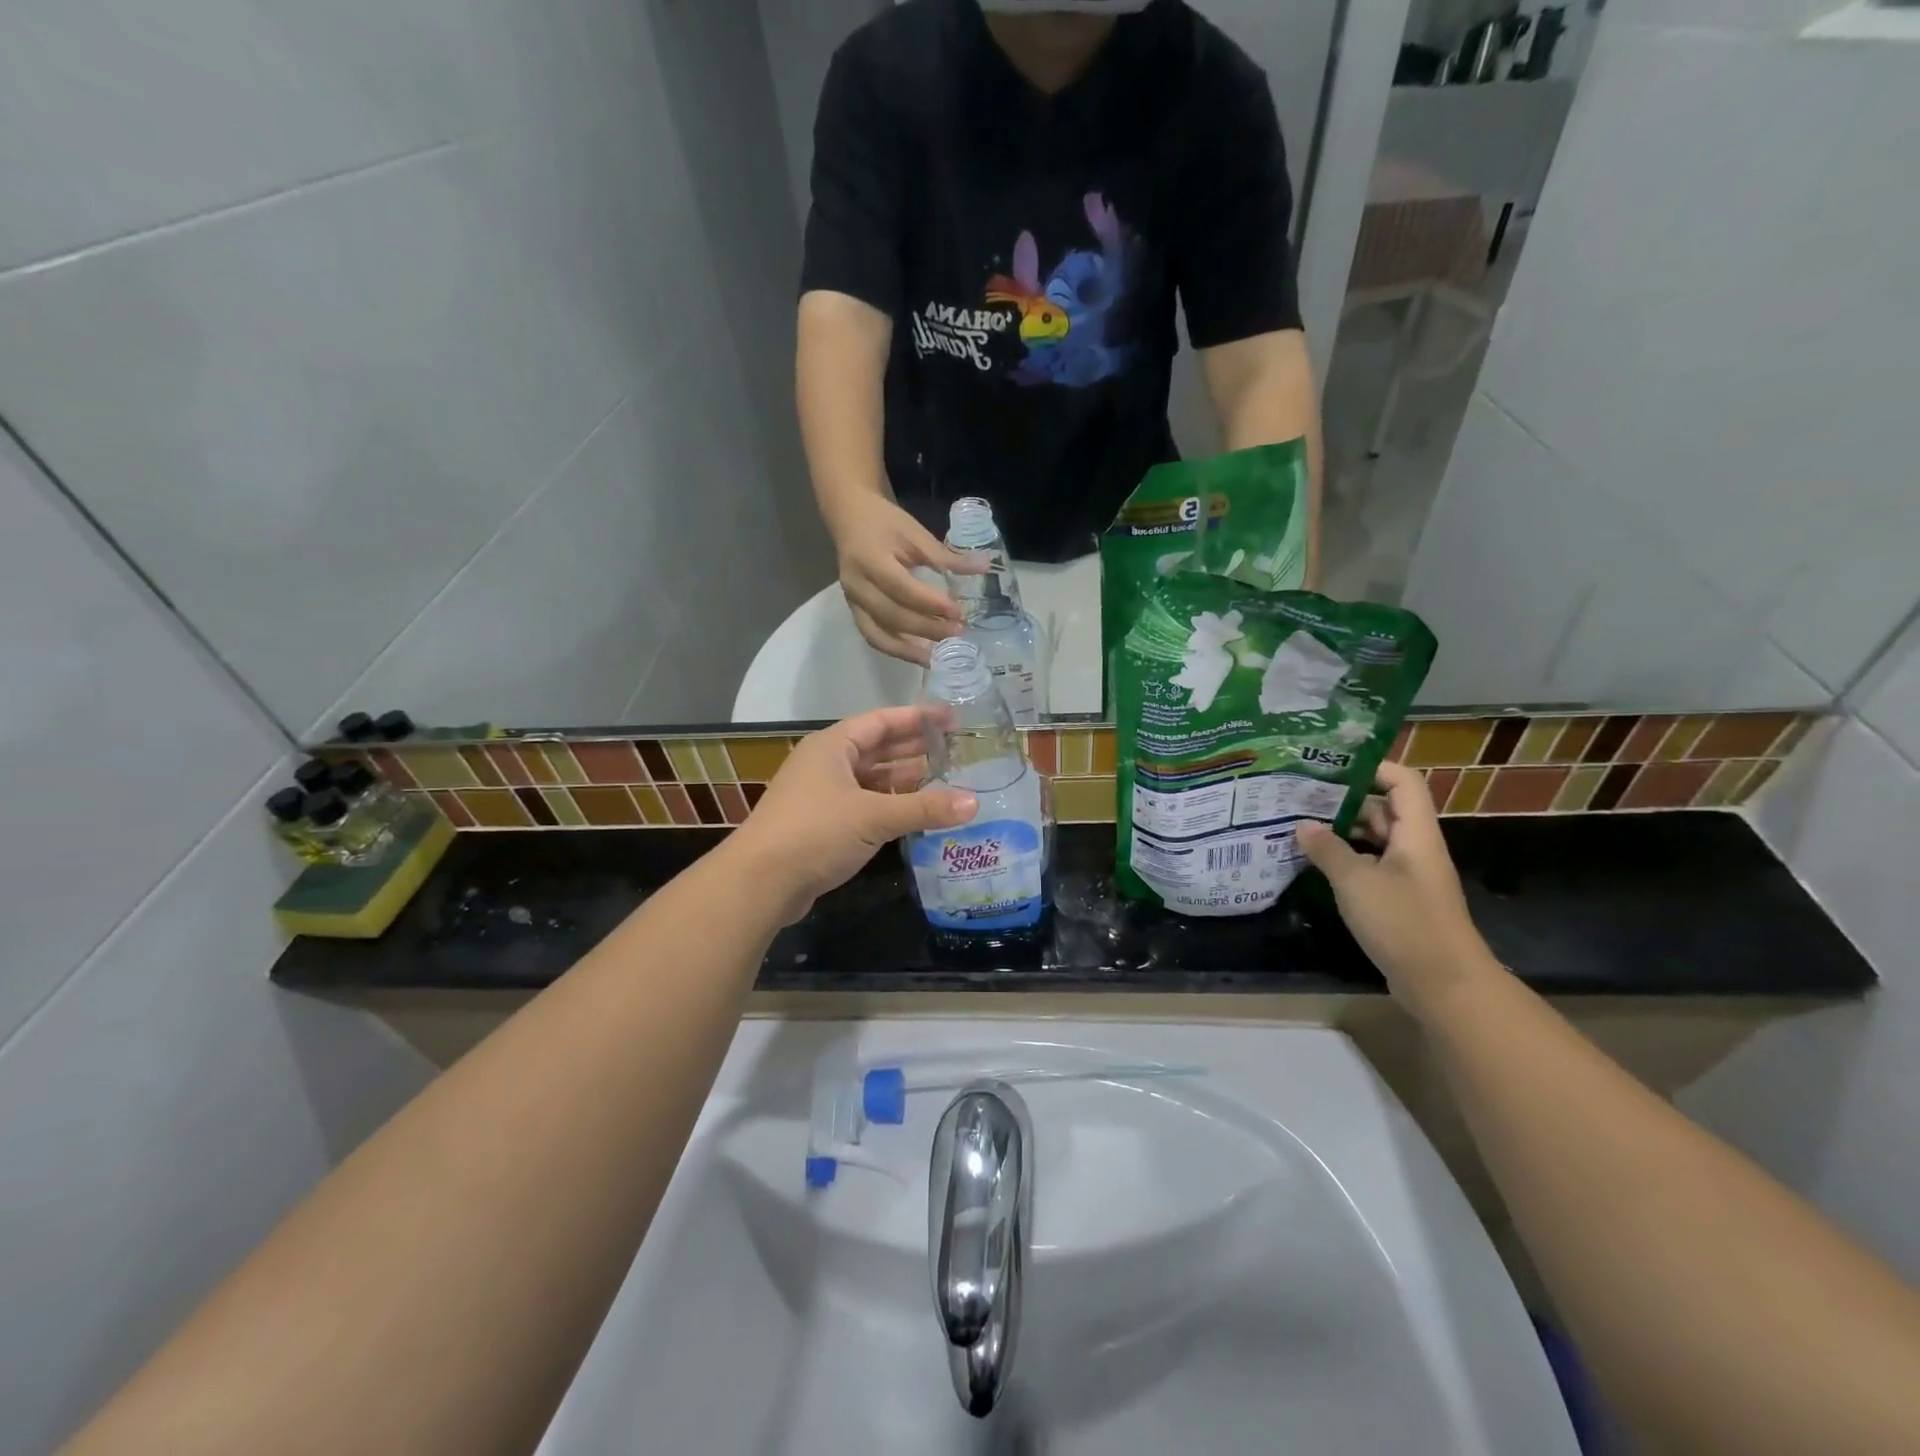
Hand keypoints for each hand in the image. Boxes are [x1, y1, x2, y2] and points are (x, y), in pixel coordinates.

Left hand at [730, 707, 976, 922]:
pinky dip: (889, 805)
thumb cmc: (815, 832)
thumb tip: (974, 802)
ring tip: (944, 780)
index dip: (917, 718)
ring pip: (871, 779)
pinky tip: (915, 813)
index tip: (952, 718)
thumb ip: (925, 808)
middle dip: (914, 748)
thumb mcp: (874, 816)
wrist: (760, 883)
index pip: (881, 721)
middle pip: (877, 748)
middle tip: (955, 749)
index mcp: (833, 746)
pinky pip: (864, 805)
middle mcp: (827, 764)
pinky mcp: (822, 825)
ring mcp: (822, 795)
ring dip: (904, 780)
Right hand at [829, 494, 979, 663]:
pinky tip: (920, 655)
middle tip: (957, 632)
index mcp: (870, 559)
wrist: (850, 517)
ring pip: (878, 635)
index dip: (930, 603)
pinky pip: (874, 637)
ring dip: (909, 650)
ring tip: (938, 656)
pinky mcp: (854, 611)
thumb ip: (946, 556)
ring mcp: (852, 601)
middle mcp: (857, 585)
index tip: (957, 611)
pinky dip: (897, 650)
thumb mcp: (916, 533)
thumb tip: (983, 567)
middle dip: (926, 629)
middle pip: (892, 616)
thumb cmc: (885, 522)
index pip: (902, 588)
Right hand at [1297, 760, 1498, 1019]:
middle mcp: (1414, 848)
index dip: (1371, 767)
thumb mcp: (1357, 882)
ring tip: (1297, 826)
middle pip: (1383, 808)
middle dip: (1343, 800)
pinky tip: (1312, 864)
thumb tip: (1303, 825)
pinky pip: (1369, 867)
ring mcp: (1407, 876)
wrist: (1445, 986)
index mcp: (1416, 833)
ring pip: (1373, 840)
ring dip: (1340, 832)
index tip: (1329, 767)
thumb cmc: (1405, 923)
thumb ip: (1328, 850)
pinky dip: (1343, 860)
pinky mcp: (1398, 901)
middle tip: (1299, 796)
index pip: (1402, 781)